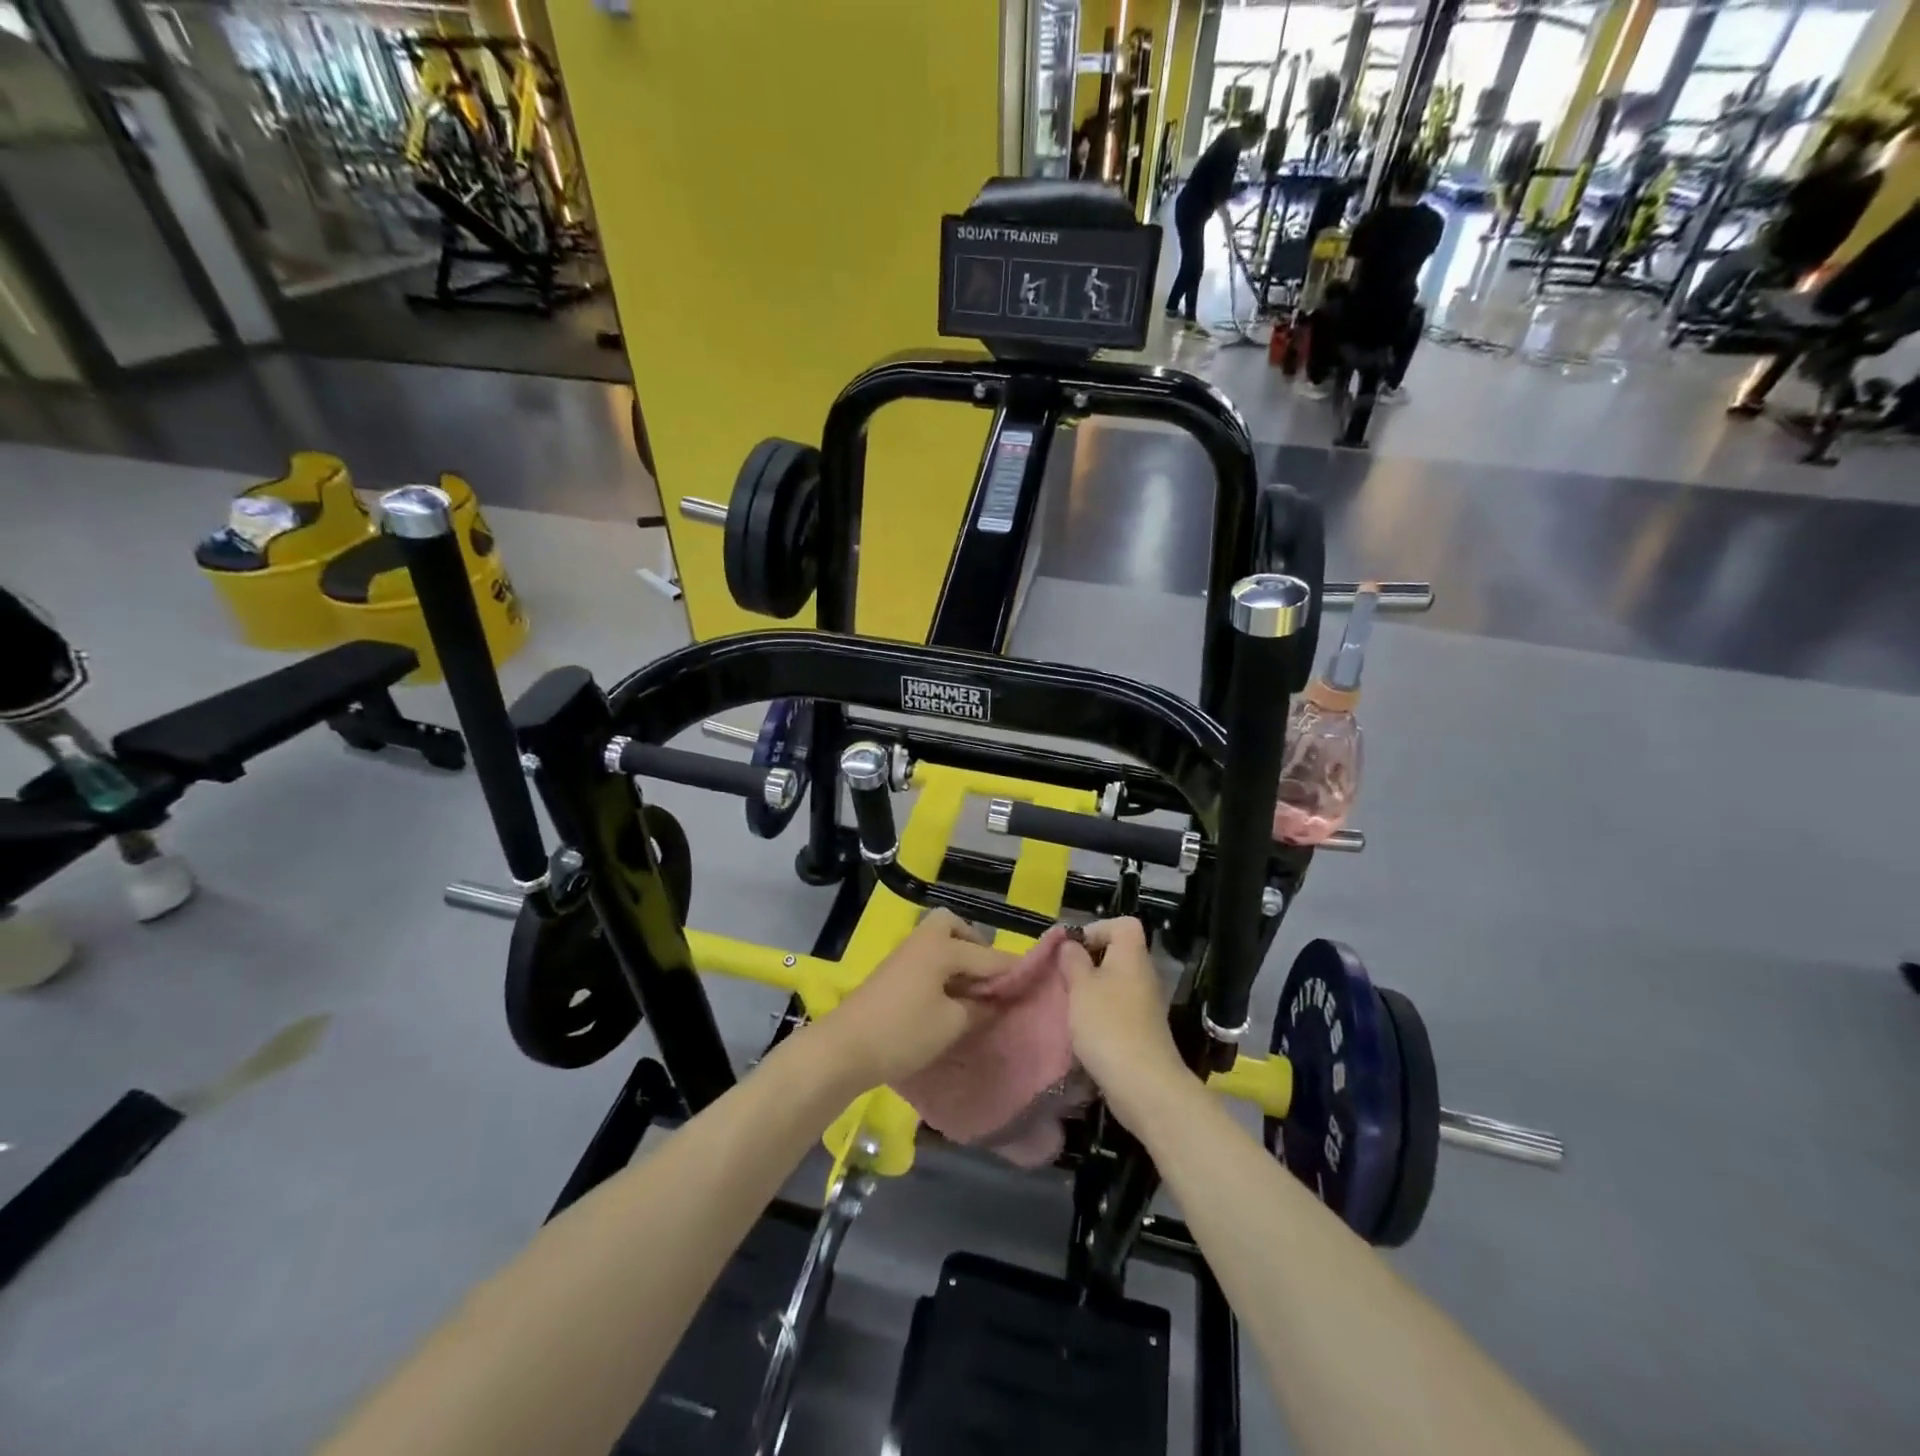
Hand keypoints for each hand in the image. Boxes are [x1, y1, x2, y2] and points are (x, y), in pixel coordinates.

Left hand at [810, 909, 1012, 1089]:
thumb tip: (997, 1000)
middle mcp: (923, 941)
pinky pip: (926, 958)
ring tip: (971, 991)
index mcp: (942, 947)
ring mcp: (903, 955)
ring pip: (937, 942)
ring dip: (957, 958)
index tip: (1035, 980)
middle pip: (953, 926)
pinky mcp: (891, 973)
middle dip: (975, 945)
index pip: (987, 955)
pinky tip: (948, 998)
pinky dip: (941, 970)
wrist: (844, 1048)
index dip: (1012, 969)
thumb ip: (980, 1008)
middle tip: (988, 977)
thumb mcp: (951, 1024)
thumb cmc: (903, 1033)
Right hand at [1061, 918, 1189, 1129]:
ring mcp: (1145, 1005)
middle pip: (1116, 954)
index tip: (1072, 949)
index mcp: (1132, 956)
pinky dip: (1099, 1014)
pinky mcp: (1141, 1031)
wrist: (1143, 1084)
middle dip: (1087, 962)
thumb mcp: (1081, 986)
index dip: (1097, 928)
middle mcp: (1143, 975)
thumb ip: (1073, 960)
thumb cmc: (1108, 1025)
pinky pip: (1117, 1009)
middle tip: (1063, 977)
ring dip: (1090, 991)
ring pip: (1114, 984)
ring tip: (1067, 1004)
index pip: (1123, 924)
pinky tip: (1081, 1029)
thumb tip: (1070, 944)